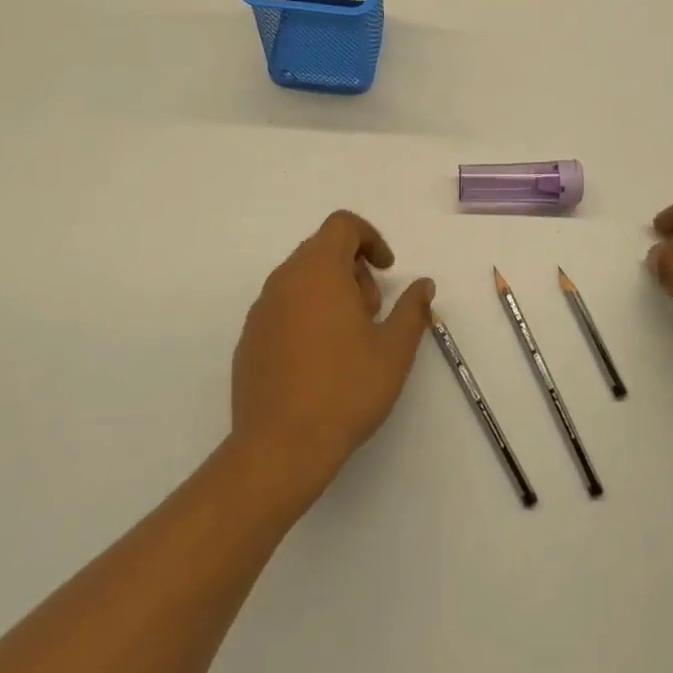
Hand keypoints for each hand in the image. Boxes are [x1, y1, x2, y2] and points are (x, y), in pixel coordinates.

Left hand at [231, 211, 435, 498]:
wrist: (279, 447)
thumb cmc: (345, 390)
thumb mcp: (394, 351)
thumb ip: (412, 309)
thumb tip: (423, 284)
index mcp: (319, 271)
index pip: (342, 225)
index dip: (370, 238)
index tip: (387, 269)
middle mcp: (285, 280)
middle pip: (321, 249)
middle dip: (353, 268)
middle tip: (372, 311)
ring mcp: (262, 309)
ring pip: (300, 278)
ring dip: (330, 291)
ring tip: (350, 338)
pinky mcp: (249, 338)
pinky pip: (282, 307)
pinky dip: (306, 313)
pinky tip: (320, 359)